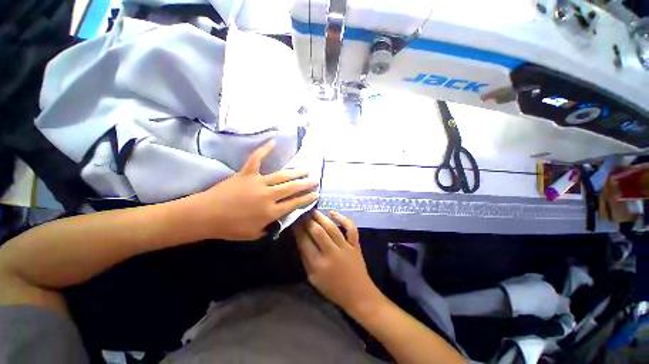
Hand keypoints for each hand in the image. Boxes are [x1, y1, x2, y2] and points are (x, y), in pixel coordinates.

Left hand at [196, 140, 318, 240]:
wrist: (205, 215)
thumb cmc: (229, 228)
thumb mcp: (253, 234)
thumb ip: (269, 227)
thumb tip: (277, 220)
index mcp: (271, 212)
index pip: (294, 203)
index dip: (307, 198)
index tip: (315, 194)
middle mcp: (269, 195)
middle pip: (292, 188)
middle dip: (305, 184)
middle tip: (314, 180)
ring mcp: (258, 182)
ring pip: (282, 175)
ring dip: (295, 172)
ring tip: (305, 169)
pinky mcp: (247, 173)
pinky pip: (257, 158)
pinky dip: (264, 149)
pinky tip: (273, 141)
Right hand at [293, 210, 382, 313]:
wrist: (358, 295)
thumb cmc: (333, 289)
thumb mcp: (313, 279)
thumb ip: (305, 259)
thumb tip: (300, 240)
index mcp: (318, 264)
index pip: (304, 241)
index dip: (298, 229)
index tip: (294, 220)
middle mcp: (331, 253)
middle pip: (317, 231)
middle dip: (308, 220)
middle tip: (302, 212)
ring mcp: (345, 247)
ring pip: (332, 228)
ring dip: (321, 217)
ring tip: (313, 210)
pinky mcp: (355, 245)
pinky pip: (351, 229)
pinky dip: (343, 219)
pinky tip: (333, 213)